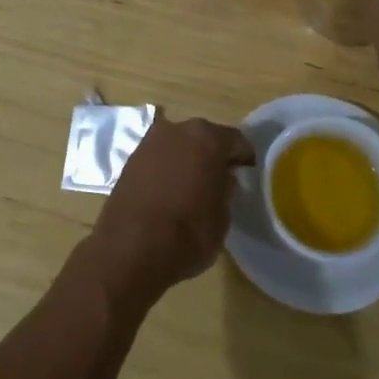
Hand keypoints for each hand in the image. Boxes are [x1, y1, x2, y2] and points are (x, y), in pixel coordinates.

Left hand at [86, 115, 252, 304]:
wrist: (130, 248)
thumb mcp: (223, 216)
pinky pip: (158, 159)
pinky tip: (169, 192)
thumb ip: (226, 189)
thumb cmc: (188, 232)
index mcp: (207, 137)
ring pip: (178, 146)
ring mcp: (149, 142)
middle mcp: (177, 129)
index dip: (244, 158)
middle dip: (212, 155)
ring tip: (192, 187)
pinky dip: (166, 170)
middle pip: (203, 138)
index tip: (248, 174)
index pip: (235, 140)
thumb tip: (222, 179)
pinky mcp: (130, 160)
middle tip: (220, 180)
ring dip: (187, 160)